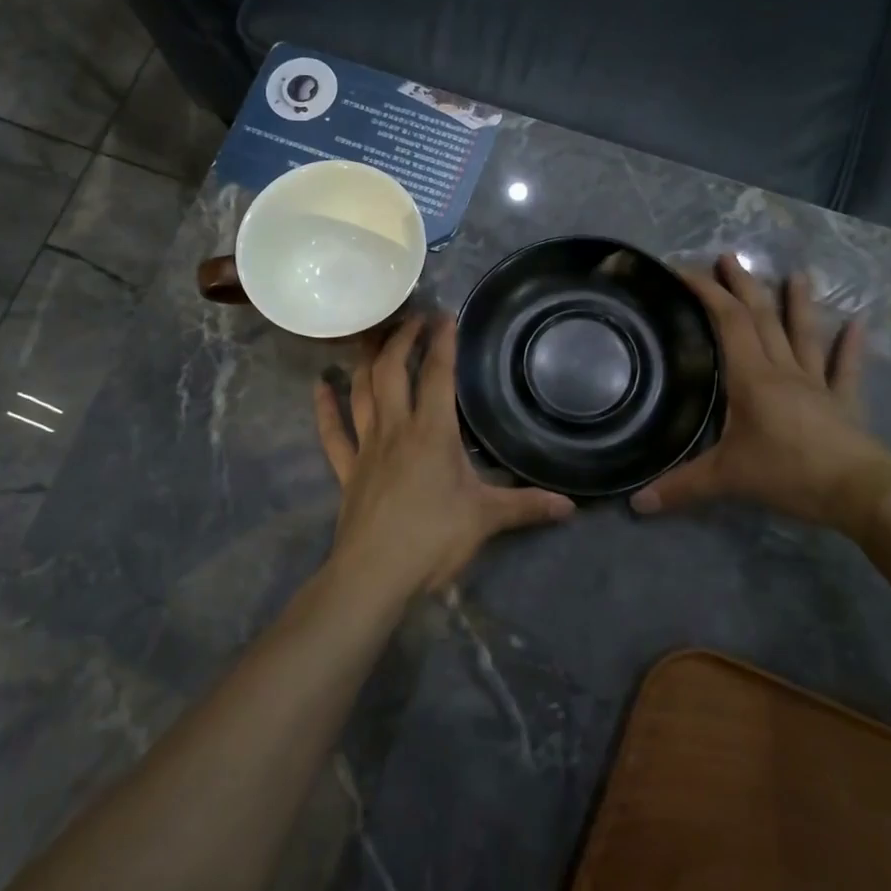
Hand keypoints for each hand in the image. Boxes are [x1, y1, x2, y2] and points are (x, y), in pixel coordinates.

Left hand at [315, 315, 574, 600]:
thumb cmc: (432, 539)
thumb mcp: (486, 519)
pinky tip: (319, 384)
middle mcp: (396, 428)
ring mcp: (366, 447)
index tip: (445, 315)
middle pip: (392, 370)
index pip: (437, 374)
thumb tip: (571, 506)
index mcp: (432, 432)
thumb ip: (527, 506)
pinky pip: (332, 432)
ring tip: (370, 336)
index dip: (442, 341)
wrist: (374, 574)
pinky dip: (325, 406)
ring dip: (364, 360)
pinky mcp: (347, 470)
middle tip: (411, 317)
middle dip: (401, 338)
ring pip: (361, 391)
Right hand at [630, 255, 890, 533]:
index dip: (707, 293)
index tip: (684, 271)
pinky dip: (850, 346)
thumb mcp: (726, 480)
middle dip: (743, 286)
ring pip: (804, 334)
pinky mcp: (844, 403)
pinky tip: (859, 323)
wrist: (859, 492)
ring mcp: (817, 384)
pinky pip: (845, 368)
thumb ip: (679, 488)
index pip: (728, 322)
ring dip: (798, 303)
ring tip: (797, 273)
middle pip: (762, 319)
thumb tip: (634, 505)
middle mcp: (784, 371)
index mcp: (752, 378)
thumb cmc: (789, 473)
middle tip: (730, 257)